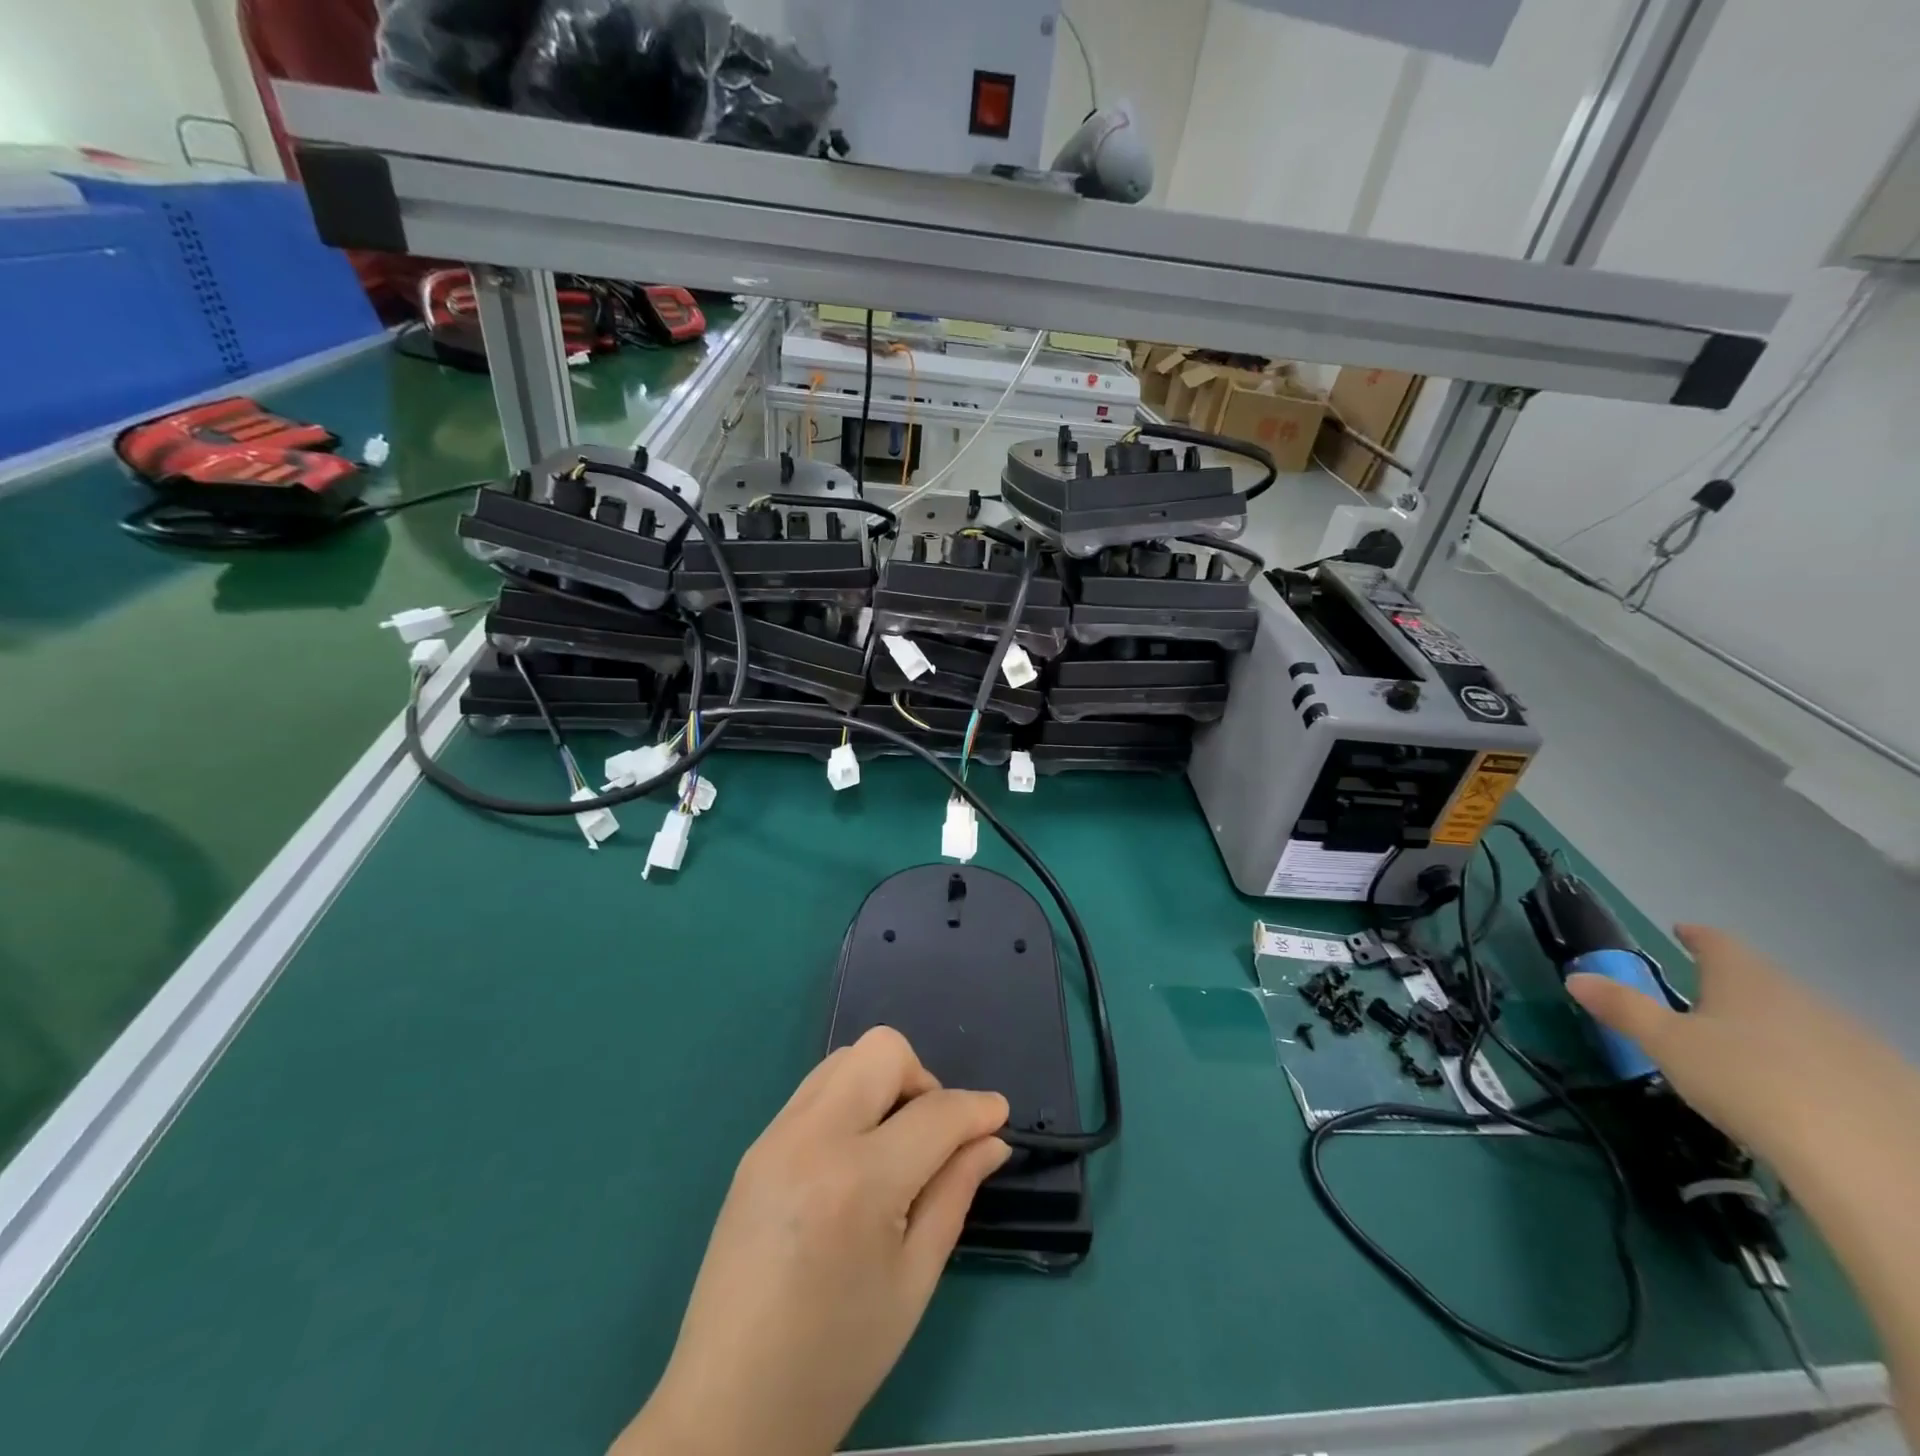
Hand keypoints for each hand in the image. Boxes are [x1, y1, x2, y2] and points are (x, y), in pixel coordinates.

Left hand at [612, 1027, 1009, 1455]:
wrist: (726, 1408)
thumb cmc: (836, 1359)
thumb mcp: (914, 1281)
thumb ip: (955, 1193)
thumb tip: (991, 1140)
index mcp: (858, 1182)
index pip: (935, 1113)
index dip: (977, 1108)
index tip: (999, 1115)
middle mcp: (812, 1138)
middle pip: (882, 1050)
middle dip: (923, 1078)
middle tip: (934, 1133)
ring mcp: (776, 1136)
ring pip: (846, 1059)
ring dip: (883, 1082)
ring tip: (894, 1144)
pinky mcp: (755, 1146)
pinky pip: (816, 1089)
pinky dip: (850, 1100)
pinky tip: (855, 1156)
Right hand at [1567, 925, 1915, 1171]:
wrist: (1870, 1159)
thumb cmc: (1745, 1081)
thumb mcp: (1666, 1045)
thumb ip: (1622, 1008)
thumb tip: (1575, 977)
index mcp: (1745, 979)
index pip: (1717, 942)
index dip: (1696, 936)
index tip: (1682, 932)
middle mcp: (1802, 996)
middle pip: (1761, 980)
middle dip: (1733, 987)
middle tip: (1703, 1004)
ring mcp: (1855, 1038)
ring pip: (1803, 1019)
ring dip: (1775, 1027)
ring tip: (1748, 1053)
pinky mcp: (1891, 1081)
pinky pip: (1840, 1059)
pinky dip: (1814, 1065)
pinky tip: (1803, 1094)